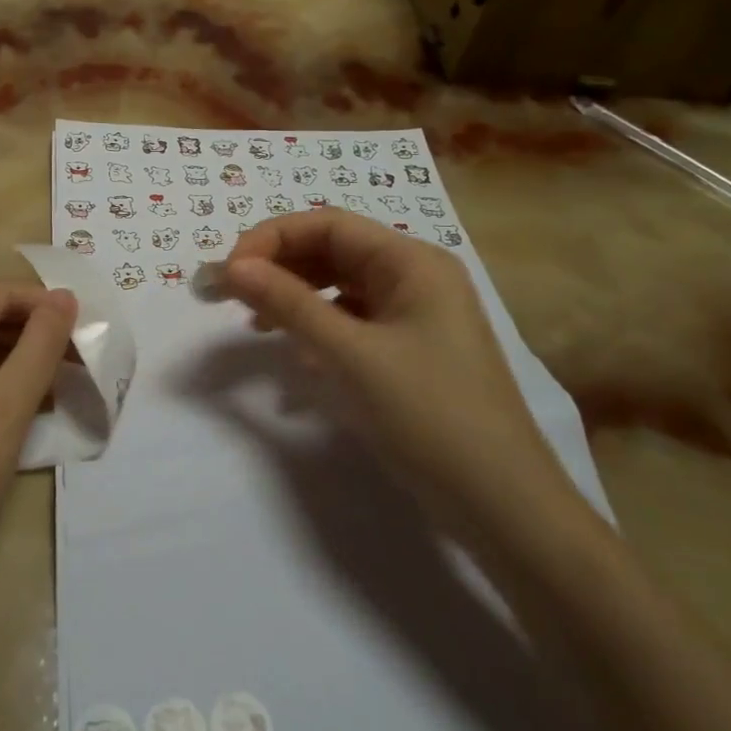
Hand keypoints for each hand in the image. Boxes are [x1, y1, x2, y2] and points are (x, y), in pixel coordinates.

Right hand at [220, 211, 572, 533]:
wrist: (503, 506)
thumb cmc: (429, 416)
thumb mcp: (350, 355)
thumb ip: (289, 304)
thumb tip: (232, 266)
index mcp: (412, 262)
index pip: (328, 225)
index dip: (272, 239)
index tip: (228, 270)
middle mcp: (416, 278)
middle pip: (333, 252)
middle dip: (278, 268)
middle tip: (228, 294)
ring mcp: (415, 316)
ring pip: (339, 288)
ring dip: (294, 298)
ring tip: (256, 324)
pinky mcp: (409, 352)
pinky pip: (352, 323)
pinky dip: (318, 330)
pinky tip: (297, 358)